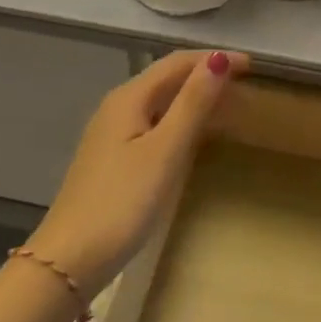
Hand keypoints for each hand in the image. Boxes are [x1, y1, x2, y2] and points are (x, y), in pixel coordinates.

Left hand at [25, 49, 248, 292]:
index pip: (178, 62)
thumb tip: (218, 59)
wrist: (68, 263)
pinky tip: (194, 136)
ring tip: (229, 107)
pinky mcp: (112, 159)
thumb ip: (193, 103)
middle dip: (206, 75)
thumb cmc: (123, 202)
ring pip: (161, 101)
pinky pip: (154, 123)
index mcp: (129, 97)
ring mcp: (112, 133)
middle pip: (167, 78)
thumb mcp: (165, 150)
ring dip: (195, 97)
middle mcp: (118, 106)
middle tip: (246, 86)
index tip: (252, 66)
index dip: (215, 59)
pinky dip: (181, 120)